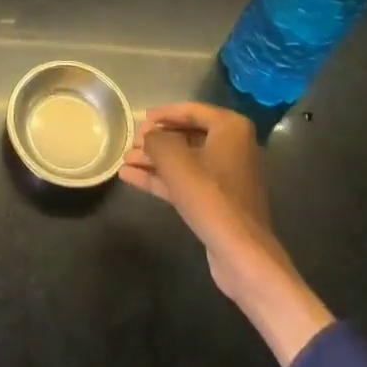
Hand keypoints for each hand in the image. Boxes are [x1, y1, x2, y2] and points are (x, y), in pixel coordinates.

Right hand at [123, 102, 332, 365]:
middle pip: (186, 135)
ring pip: (183, 161)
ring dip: (154, 160)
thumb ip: (156, 140)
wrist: (242, 255)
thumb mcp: (176, 161)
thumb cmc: (211, 197)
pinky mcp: (217, 201)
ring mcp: (226, 176)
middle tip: (130, 143)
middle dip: (156, 141)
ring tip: (124, 160)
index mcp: (230, 128)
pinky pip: (186, 181)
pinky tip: (131, 178)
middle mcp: (232, 147)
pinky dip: (161, 179)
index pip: (190, 110)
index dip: (162, 114)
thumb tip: (148, 137)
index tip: (139, 120)